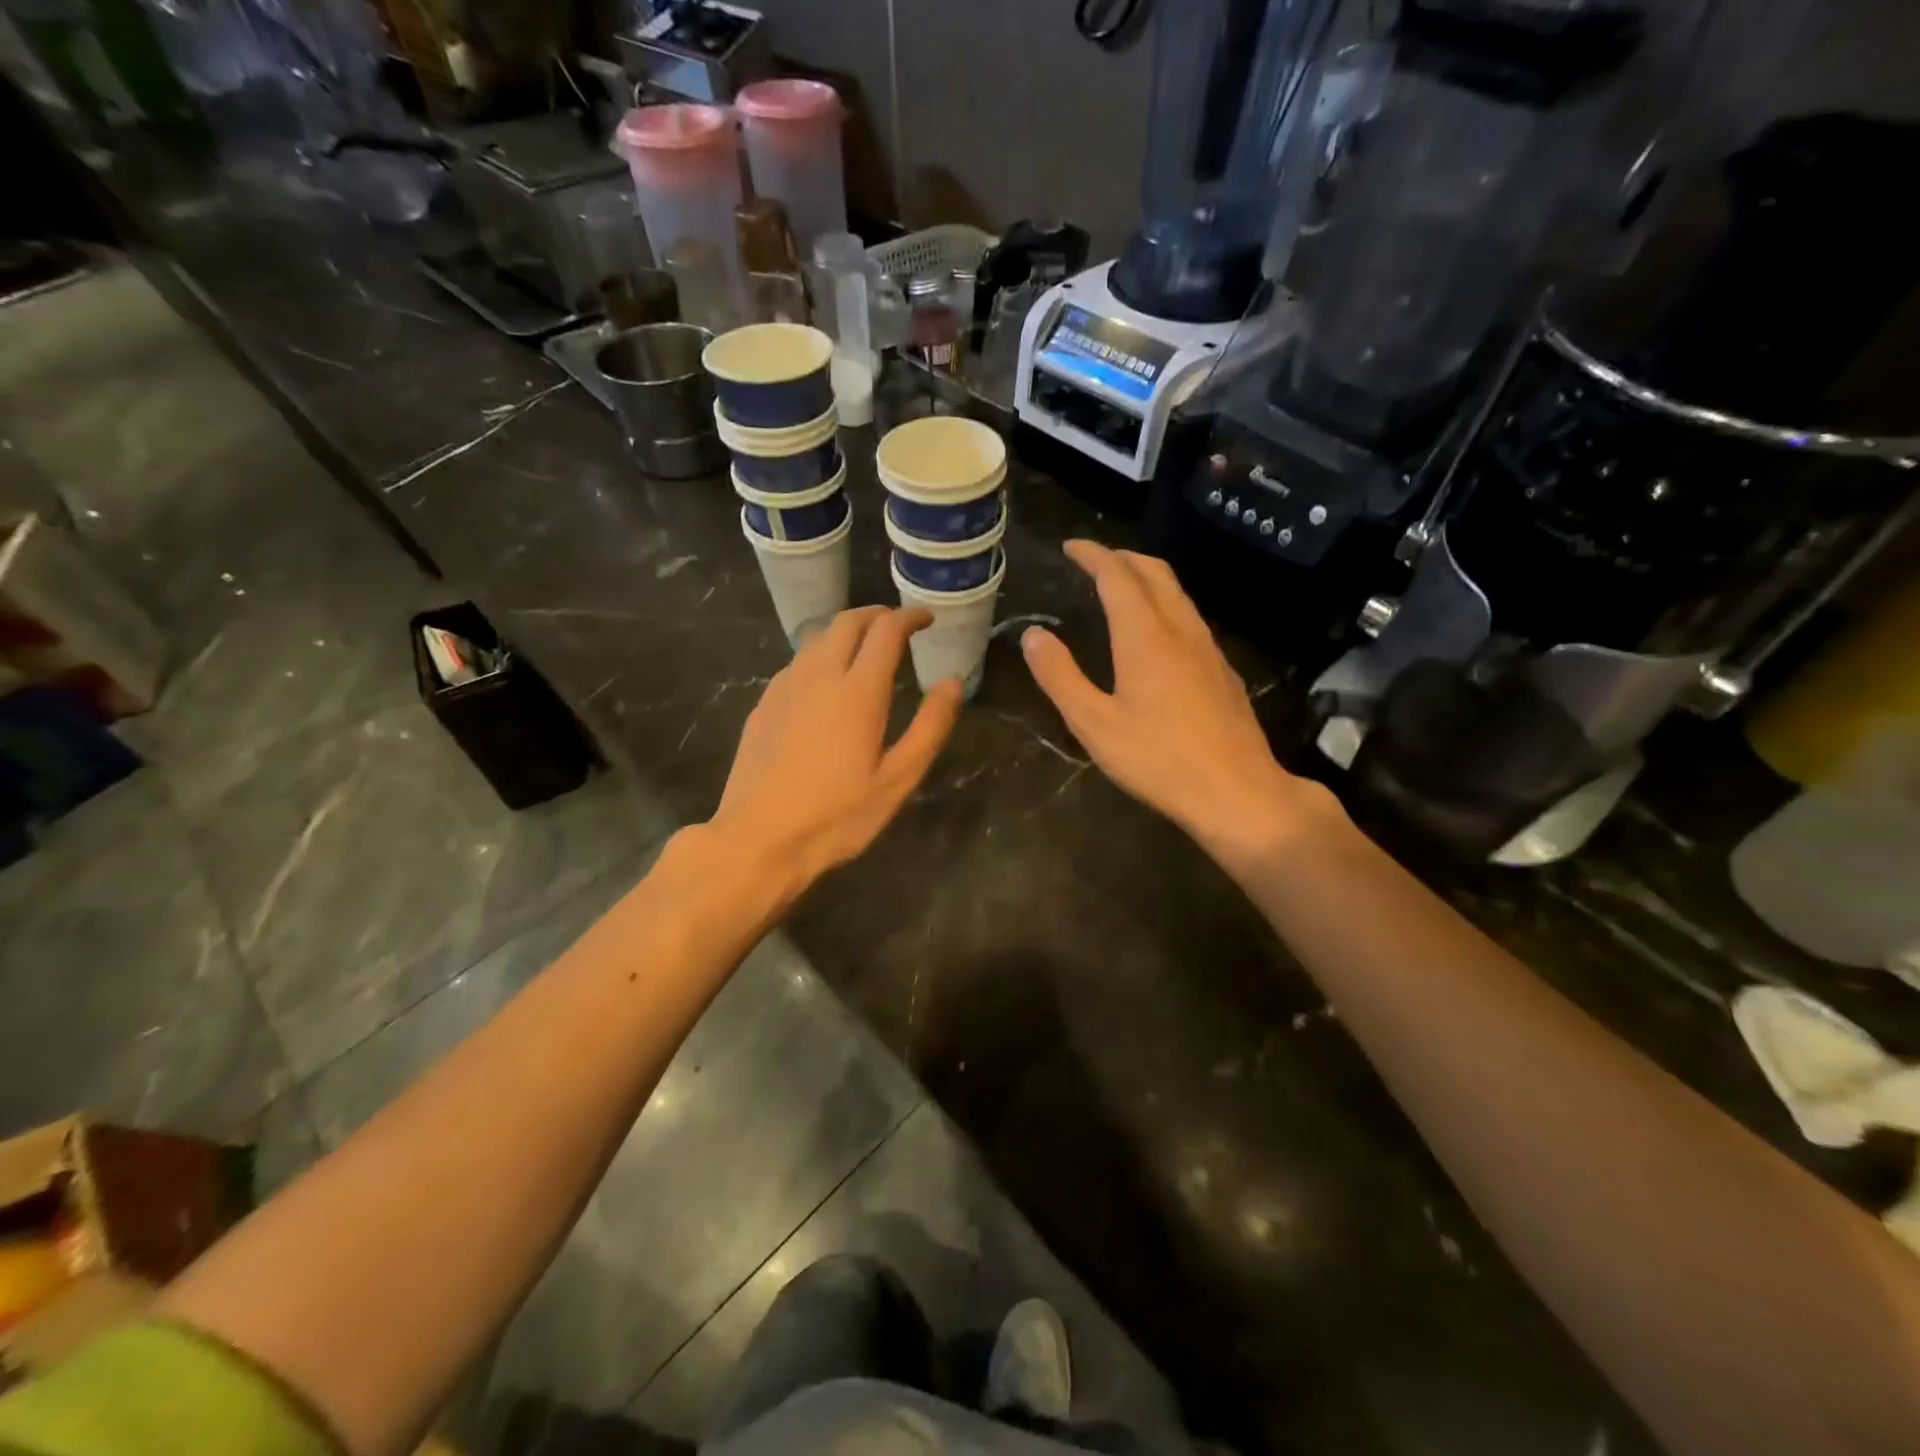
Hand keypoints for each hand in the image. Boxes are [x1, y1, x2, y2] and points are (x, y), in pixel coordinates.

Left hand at [709, 607, 961, 906]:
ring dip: (845, 632)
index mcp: (859, 689)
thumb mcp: (898, 779)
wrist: (759, 838)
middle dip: (876, 615)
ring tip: (864, 649)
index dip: (909, 616)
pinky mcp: (764, 704)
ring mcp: (785, 687)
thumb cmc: (837, 815)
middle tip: (897, 626)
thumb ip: (930, 726)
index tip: (926, 619)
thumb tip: (952, 683)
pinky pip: (796, 663)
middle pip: (847, 622)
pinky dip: (819, 656)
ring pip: (817, 638)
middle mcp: (819, 674)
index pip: (886, 630)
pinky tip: (824, 683)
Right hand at [1021, 541, 1338, 868]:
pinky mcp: (1222, 670)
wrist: (1238, 791)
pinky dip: (1165, 604)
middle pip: (1154, 573)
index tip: (1070, 546)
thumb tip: (1033, 635)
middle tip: (1093, 560)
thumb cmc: (1158, 759)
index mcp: (1145, 635)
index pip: (1117, 575)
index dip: (1092, 555)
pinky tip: (1156, 631)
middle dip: (1121, 558)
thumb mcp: (1094, 723)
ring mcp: (1208, 648)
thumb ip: (1060, 676)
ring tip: (1121, 586)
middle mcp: (1180, 629)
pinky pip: (1189, 617)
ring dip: (1146, 578)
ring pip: (1177, 593)